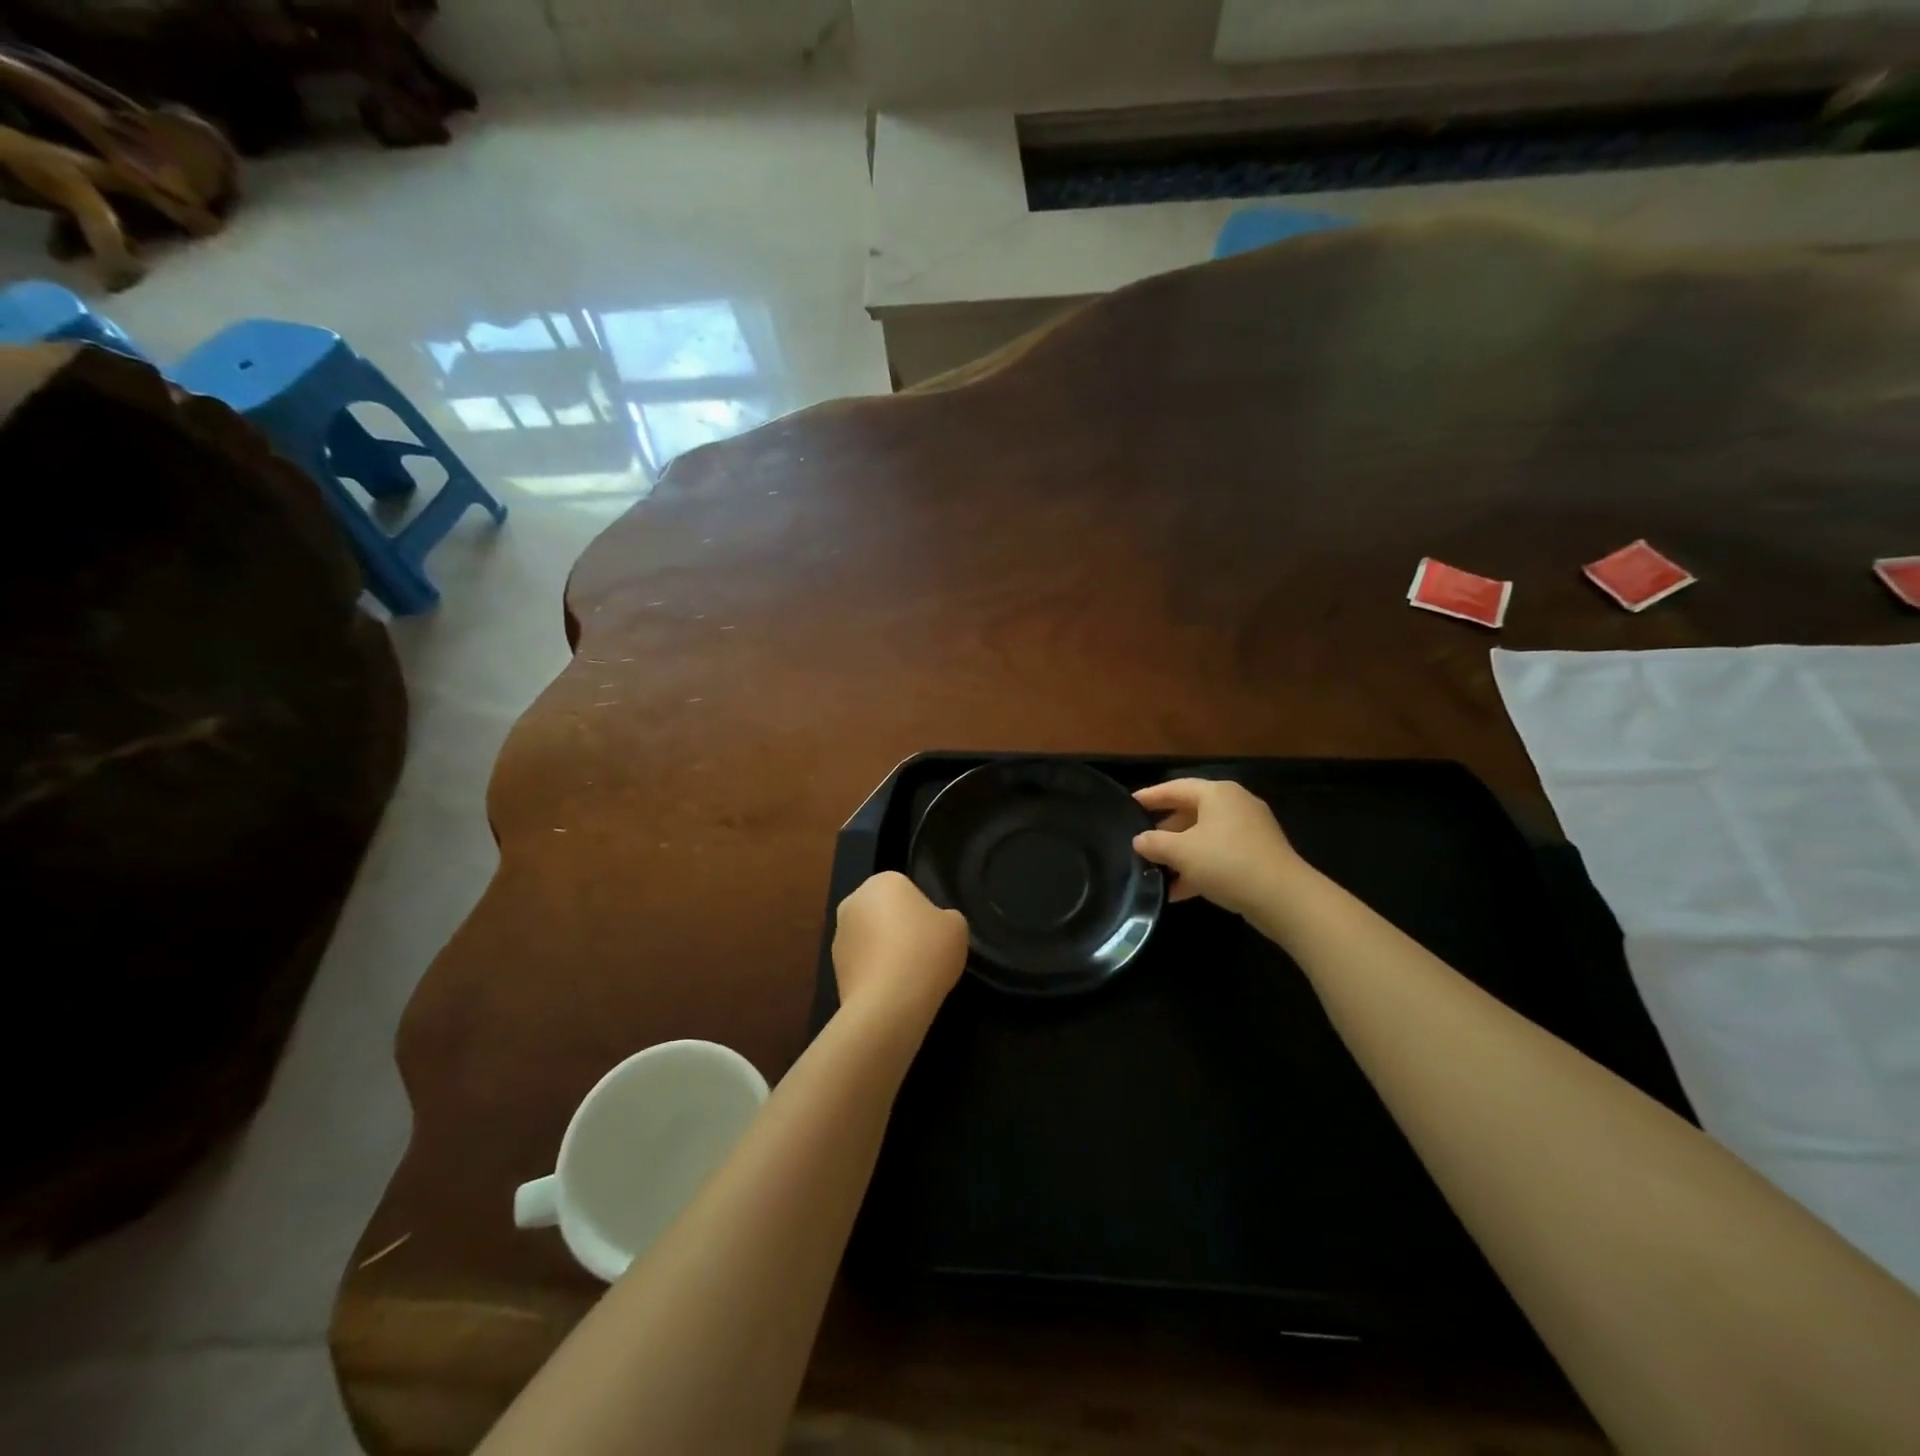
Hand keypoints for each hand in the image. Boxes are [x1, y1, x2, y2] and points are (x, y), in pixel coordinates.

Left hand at [832, 872, 968, 1017]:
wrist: (889, 1002)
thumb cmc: (926, 951)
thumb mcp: (956, 926)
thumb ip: (945, 917)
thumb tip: (932, 926)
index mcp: (883, 881)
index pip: (906, 890)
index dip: (922, 912)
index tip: (933, 934)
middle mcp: (854, 901)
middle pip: (883, 911)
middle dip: (898, 928)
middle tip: (922, 953)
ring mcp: (840, 935)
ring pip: (870, 937)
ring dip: (884, 950)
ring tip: (907, 976)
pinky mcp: (834, 967)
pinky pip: (862, 963)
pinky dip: (874, 972)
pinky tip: (891, 990)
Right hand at [1133, 778, 1304, 917]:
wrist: (1284, 898)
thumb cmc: (1227, 863)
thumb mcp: (1182, 852)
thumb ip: (1155, 843)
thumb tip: (1139, 840)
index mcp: (1217, 793)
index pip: (1175, 787)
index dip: (1150, 796)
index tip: (1129, 804)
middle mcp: (1235, 804)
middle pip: (1191, 812)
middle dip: (1165, 831)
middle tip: (1142, 844)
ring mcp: (1250, 830)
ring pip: (1205, 836)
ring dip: (1181, 855)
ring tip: (1156, 873)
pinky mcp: (1258, 855)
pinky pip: (1220, 854)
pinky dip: (1200, 867)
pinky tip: (1180, 891)